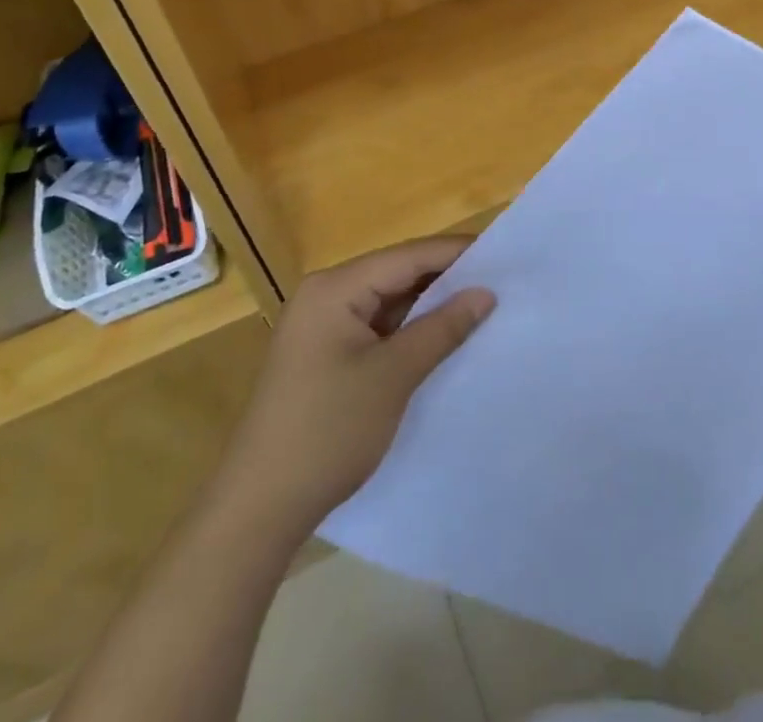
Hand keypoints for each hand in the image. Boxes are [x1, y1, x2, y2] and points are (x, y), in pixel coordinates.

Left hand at [228, 236, 494, 537]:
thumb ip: (442, 328)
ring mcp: (322, 327)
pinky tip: (443, 339)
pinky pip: (376, 328)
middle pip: (397, 274)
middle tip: (500, 282)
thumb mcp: (393, 375)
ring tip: (481, 307)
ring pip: (388, 302)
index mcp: (334, 288)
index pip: (407, 256)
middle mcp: (325, 296)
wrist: (258, 508)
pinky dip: (408, 332)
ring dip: (429, 307)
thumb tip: (486, 293)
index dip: (456, 253)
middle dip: (445, 279)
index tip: (504, 254)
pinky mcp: (324, 356)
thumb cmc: (328, 431)